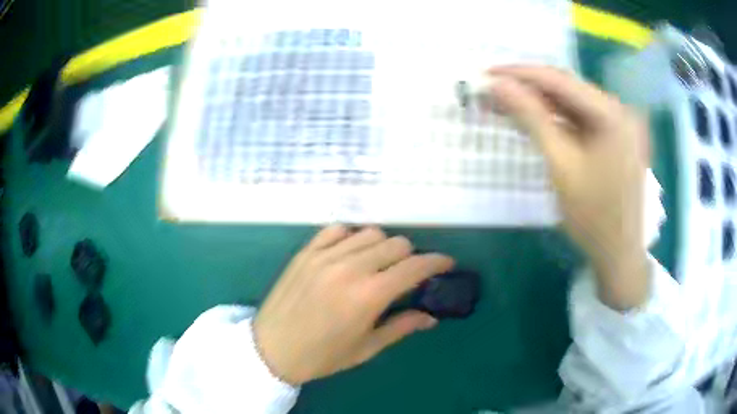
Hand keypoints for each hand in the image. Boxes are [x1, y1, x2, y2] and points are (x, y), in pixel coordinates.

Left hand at [253, 226, 453, 384]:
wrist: (271, 348)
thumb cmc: (322, 356)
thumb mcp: (366, 348)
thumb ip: (401, 327)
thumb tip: (431, 318)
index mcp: (368, 296)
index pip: (414, 267)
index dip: (436, 262)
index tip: (446, 263)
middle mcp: (349, 268)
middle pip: (396, 243)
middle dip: (410, 256)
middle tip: (407, 274)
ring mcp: (324, 256)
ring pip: (370, 232)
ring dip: (383, 245)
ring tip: (378, 263)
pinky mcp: (306, 251)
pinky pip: (337, 229)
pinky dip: (351, 236)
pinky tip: (350, 252)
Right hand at [489, 65, 649, 308]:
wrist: (618, 253)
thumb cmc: (593, 215)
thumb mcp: (561, 164)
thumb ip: (531, 119)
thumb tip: (499, 86)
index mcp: (612, 113)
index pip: (559, 80)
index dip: (521, 74)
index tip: (487, 73)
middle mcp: (617, 110)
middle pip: (566, 89)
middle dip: (528, 88)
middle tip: (492, 89)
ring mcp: (617, 124)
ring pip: (571, 103)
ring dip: (540, 103)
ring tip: (505, 102)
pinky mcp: (613, 137)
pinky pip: (580, 120)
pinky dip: (556, 119)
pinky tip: (534, 119)